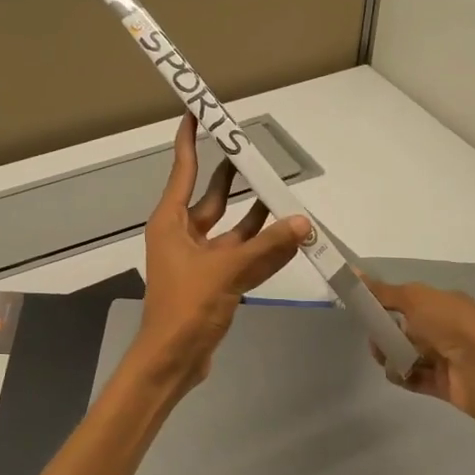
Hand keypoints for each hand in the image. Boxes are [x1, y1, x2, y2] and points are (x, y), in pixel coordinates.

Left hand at [129, 116, 310, 394]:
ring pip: (232, 226)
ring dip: (255, 212)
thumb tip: (302, 222)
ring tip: (281, 189)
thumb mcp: (226, 271)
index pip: (184, 170)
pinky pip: (242, 254)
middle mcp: (184, 234)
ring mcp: (200, 258)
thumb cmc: (185, 307)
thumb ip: (266, 247)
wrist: (173, 361)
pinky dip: (262, 246)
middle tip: (254, 149)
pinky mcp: (214, 280)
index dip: (190, 140)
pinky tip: (287, 233)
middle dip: (232, 174)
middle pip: (212, 195)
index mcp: (172, 222)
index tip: (196, 113)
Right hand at [362, 277, 474, 423]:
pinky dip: (402, 375)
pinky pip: (415, 377)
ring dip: (391, 355)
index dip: (387, 304)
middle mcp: (446, 328)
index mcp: (444, 304)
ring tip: (385, 358)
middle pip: (406, 329)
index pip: (410, 301)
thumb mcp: (414, 298)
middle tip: (375, 337)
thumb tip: (355, 272)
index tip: (366, 309)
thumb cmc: (451, 325)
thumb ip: (383, 291)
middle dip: (385, 333)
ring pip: (408, 354)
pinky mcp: (443, 383)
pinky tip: (396, 373)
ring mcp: (446, 357)